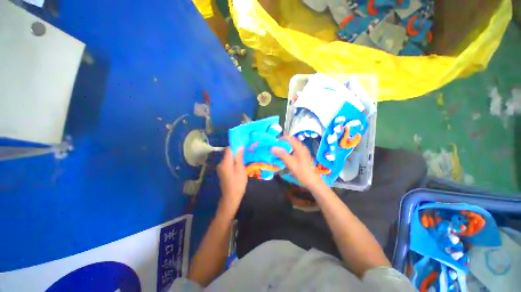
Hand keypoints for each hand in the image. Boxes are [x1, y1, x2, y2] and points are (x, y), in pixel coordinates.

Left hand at [216, 147, 247, 214]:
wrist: (231, 198)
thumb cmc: (237, 183)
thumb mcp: (240, 169)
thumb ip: (239, 157)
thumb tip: (239, 146)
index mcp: (225, 162)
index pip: (229, 149)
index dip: (235, 145)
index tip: (243, 145)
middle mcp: (221, 163)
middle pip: (228, 153)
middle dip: (236, 152)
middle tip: (246, 152)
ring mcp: (221, 168)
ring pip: (229, 159)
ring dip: (235, 157)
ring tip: (244, 158)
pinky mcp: (222, 172)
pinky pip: (228, 163)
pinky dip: (233, 162)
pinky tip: (240, 165)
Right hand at [272, 136, 326, 191]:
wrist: (312, 181)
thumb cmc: (301, 172)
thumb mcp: (290, 163)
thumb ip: (281, 154)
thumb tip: (272, 147)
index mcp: (300, 148)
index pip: (290, 138)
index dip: (282, 138)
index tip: (274, 141)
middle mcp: (302, 148)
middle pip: (291, 141)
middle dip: (283, 143)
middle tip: (275, 146)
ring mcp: (303, 152)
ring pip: (293, 146)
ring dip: (285, 147)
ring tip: (278, 151)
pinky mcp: (303, 156)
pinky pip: (294, 150)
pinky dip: (288, 151)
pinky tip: (285, 156)